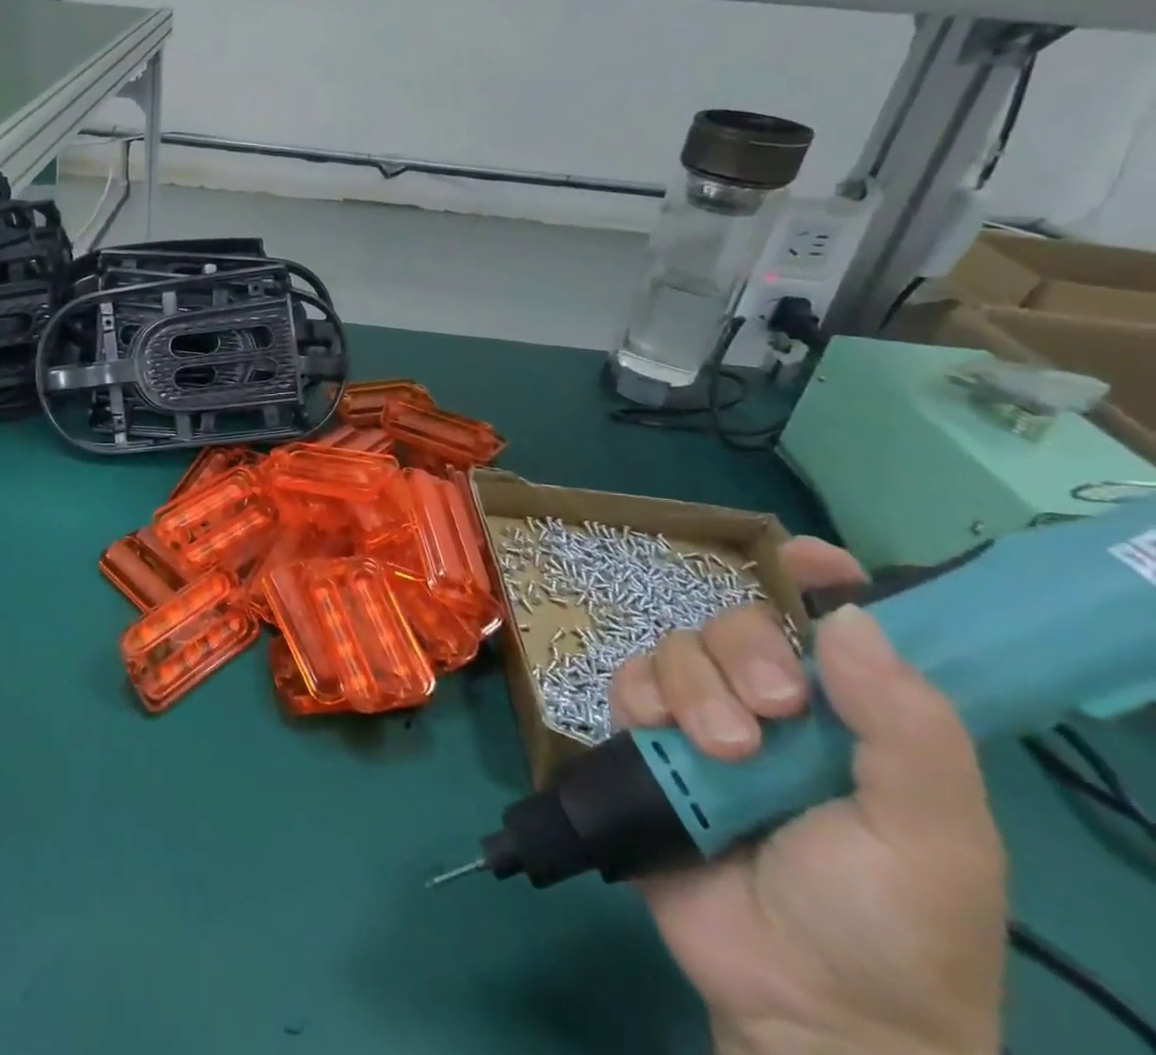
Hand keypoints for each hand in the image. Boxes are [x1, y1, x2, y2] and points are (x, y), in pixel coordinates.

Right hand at [610, 538, 1005, 1054]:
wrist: (801, 1007)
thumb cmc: (893, 927)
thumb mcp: (936, 839)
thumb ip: (909, 729)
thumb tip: (850, 614)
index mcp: (856, 717)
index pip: (836, 620)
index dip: (817, 578)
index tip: (803, 558)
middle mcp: (778, 705)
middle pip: (739, 621)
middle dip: (747, 652)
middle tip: (774, 713)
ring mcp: (707, 721)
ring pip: (679, 647)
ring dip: (695, 687)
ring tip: (722, 754)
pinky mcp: (651, 743)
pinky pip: (629, 682)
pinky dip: (640, 696)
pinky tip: (662, 736)